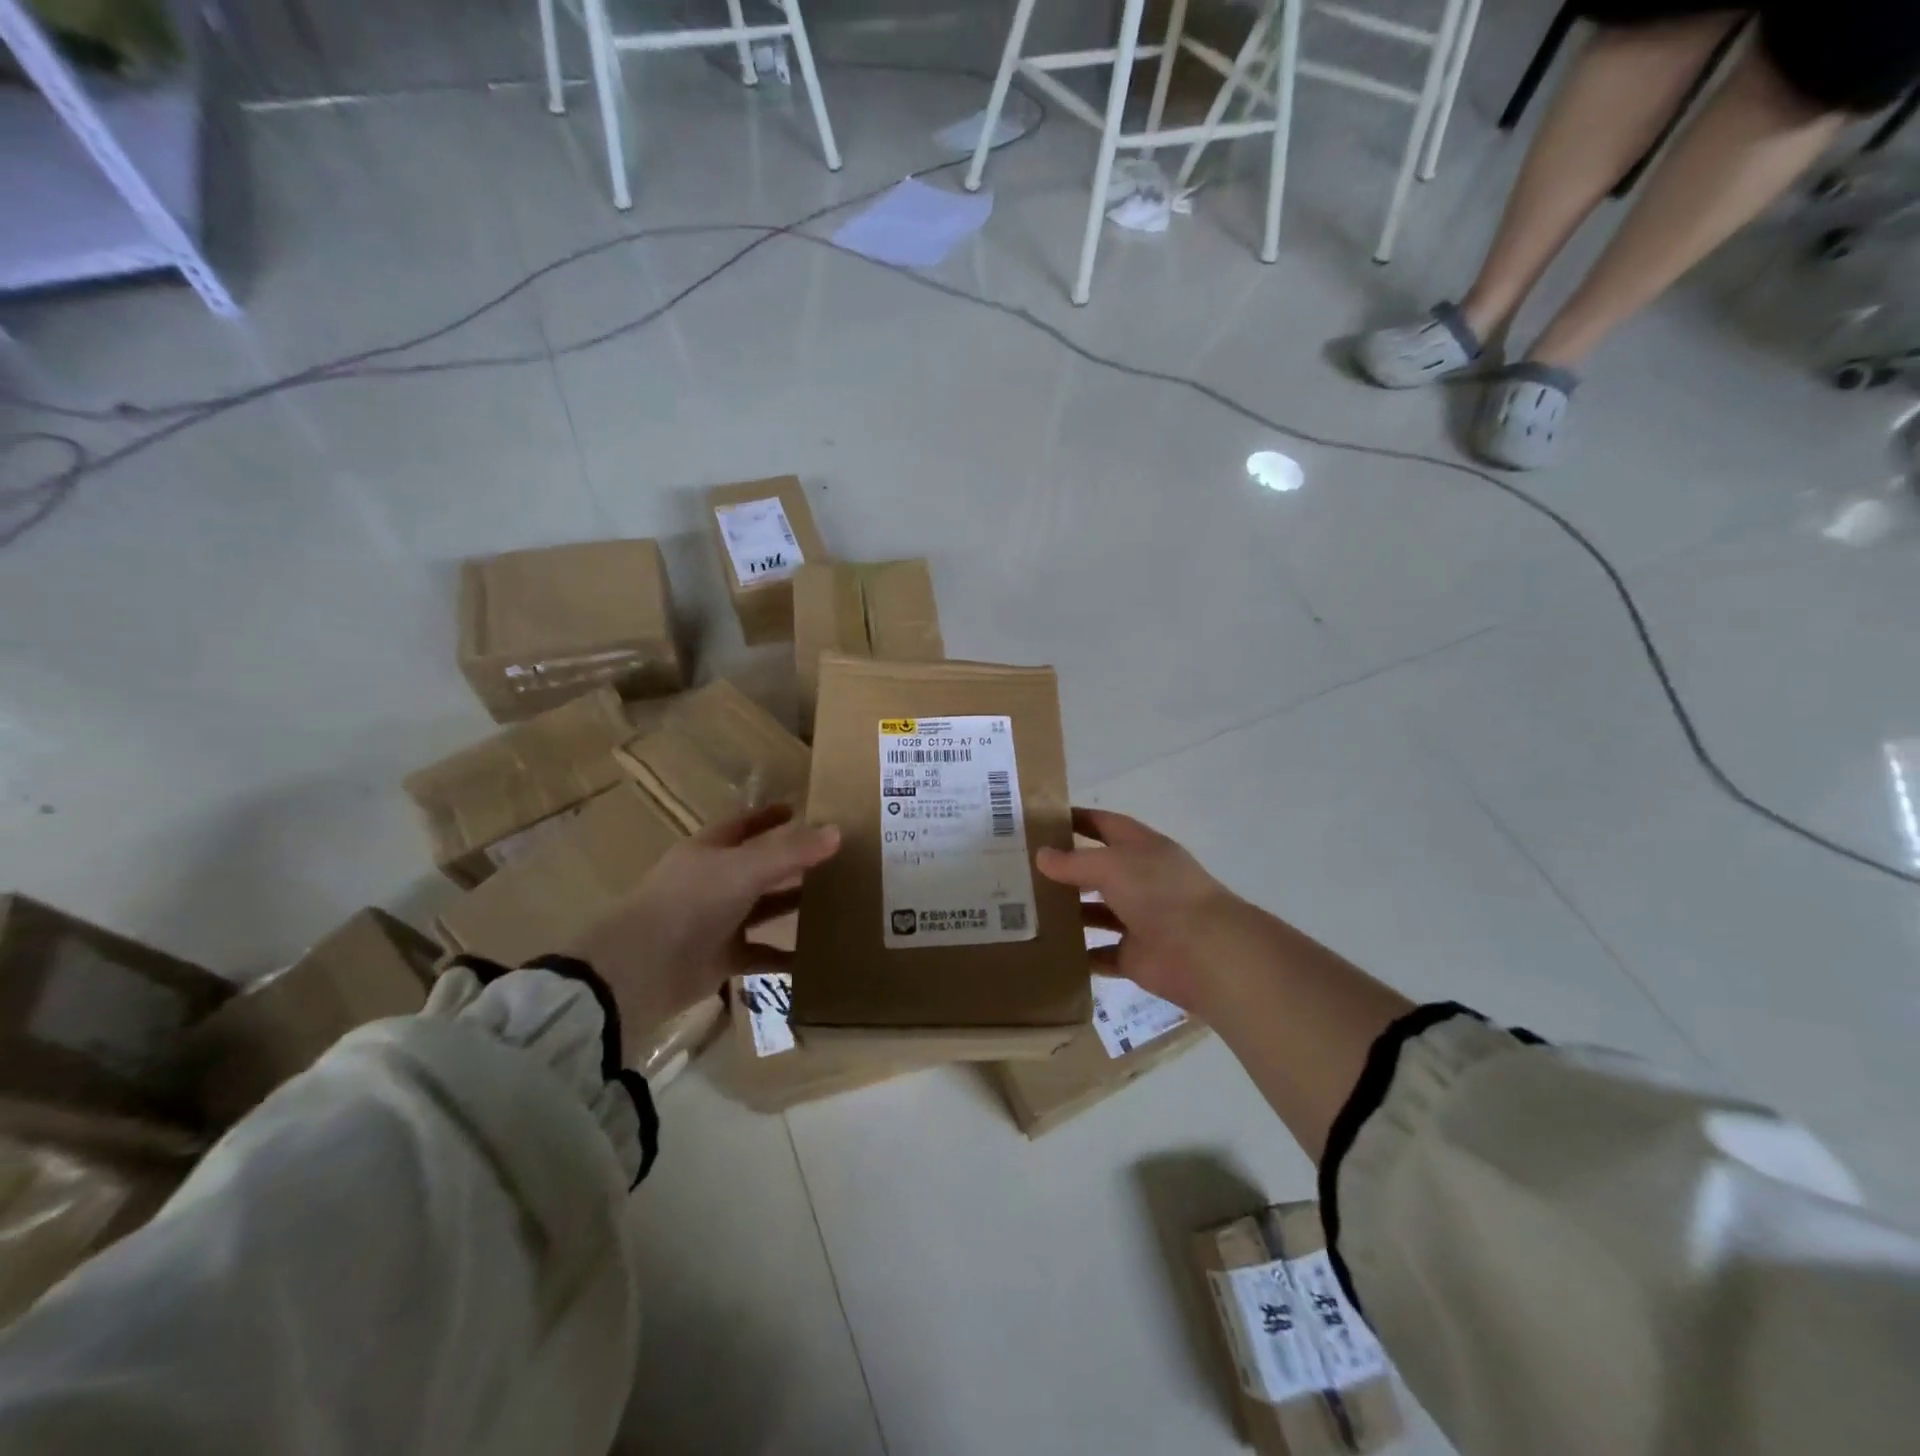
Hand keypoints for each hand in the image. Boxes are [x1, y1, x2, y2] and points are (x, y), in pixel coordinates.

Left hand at [569, 805, 839, 1036]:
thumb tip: (837, 831)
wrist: (643, 969)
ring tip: (835, 901)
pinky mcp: (720, 958)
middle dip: (791, 862)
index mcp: (709, 852)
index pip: (742, 825)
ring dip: (791, 905)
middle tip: (833, 858)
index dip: (768, 817)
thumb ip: (791, 852)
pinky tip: (815, 956)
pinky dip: (784, 956)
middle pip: (757, 866)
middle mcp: (711, 882)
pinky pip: (760, 954)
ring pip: (761, 908)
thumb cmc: (691, 903)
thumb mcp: (746, 869)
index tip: (798, 810)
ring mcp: (715, 921)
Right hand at [1036, 807, 1268, 1013]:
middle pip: (1098, 870)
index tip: (1041, 820)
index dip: (1077, 819)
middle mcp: (1141, 880)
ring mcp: (1140, 919)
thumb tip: (1041, 856)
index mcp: (1142, 848)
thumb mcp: (1111, 865)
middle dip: (1066, 869)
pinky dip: (1080, 955)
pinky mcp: (1135, 956)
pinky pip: (1102, 954)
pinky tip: (1048, 949)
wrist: (1204, 952)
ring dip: (1070, 912)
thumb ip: (1074, 861)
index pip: (1105, 825)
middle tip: (1023, 870)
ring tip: (1028, 910)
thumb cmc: (1159, 893)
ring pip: (1097, 912)